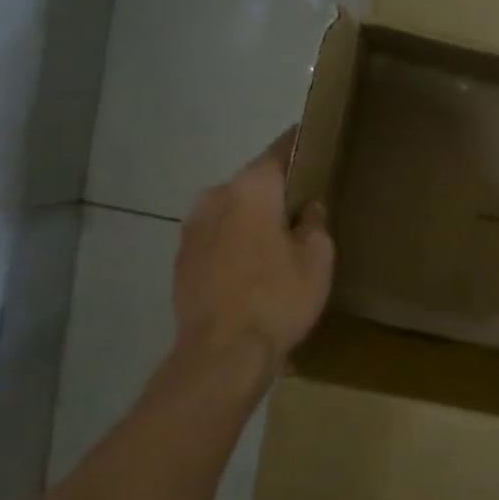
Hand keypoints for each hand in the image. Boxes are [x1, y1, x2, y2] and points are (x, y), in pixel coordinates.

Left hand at [173, 130, 334, 373]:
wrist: (222, 354)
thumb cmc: (278, 299)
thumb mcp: (317, 260)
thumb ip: (314, 224)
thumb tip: (308, 209)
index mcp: (251, 188)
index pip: (280, 150)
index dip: (300, 146)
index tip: (315, 146)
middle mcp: (216, 197)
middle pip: (253, 183)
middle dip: (276, 192)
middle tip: (303, 210)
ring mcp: (192, 228)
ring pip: (231, 211)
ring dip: (252, 220)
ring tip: (276, 245)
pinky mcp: (182, 259)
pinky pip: (216, 238)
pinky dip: (234, 244)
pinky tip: (250, 270)